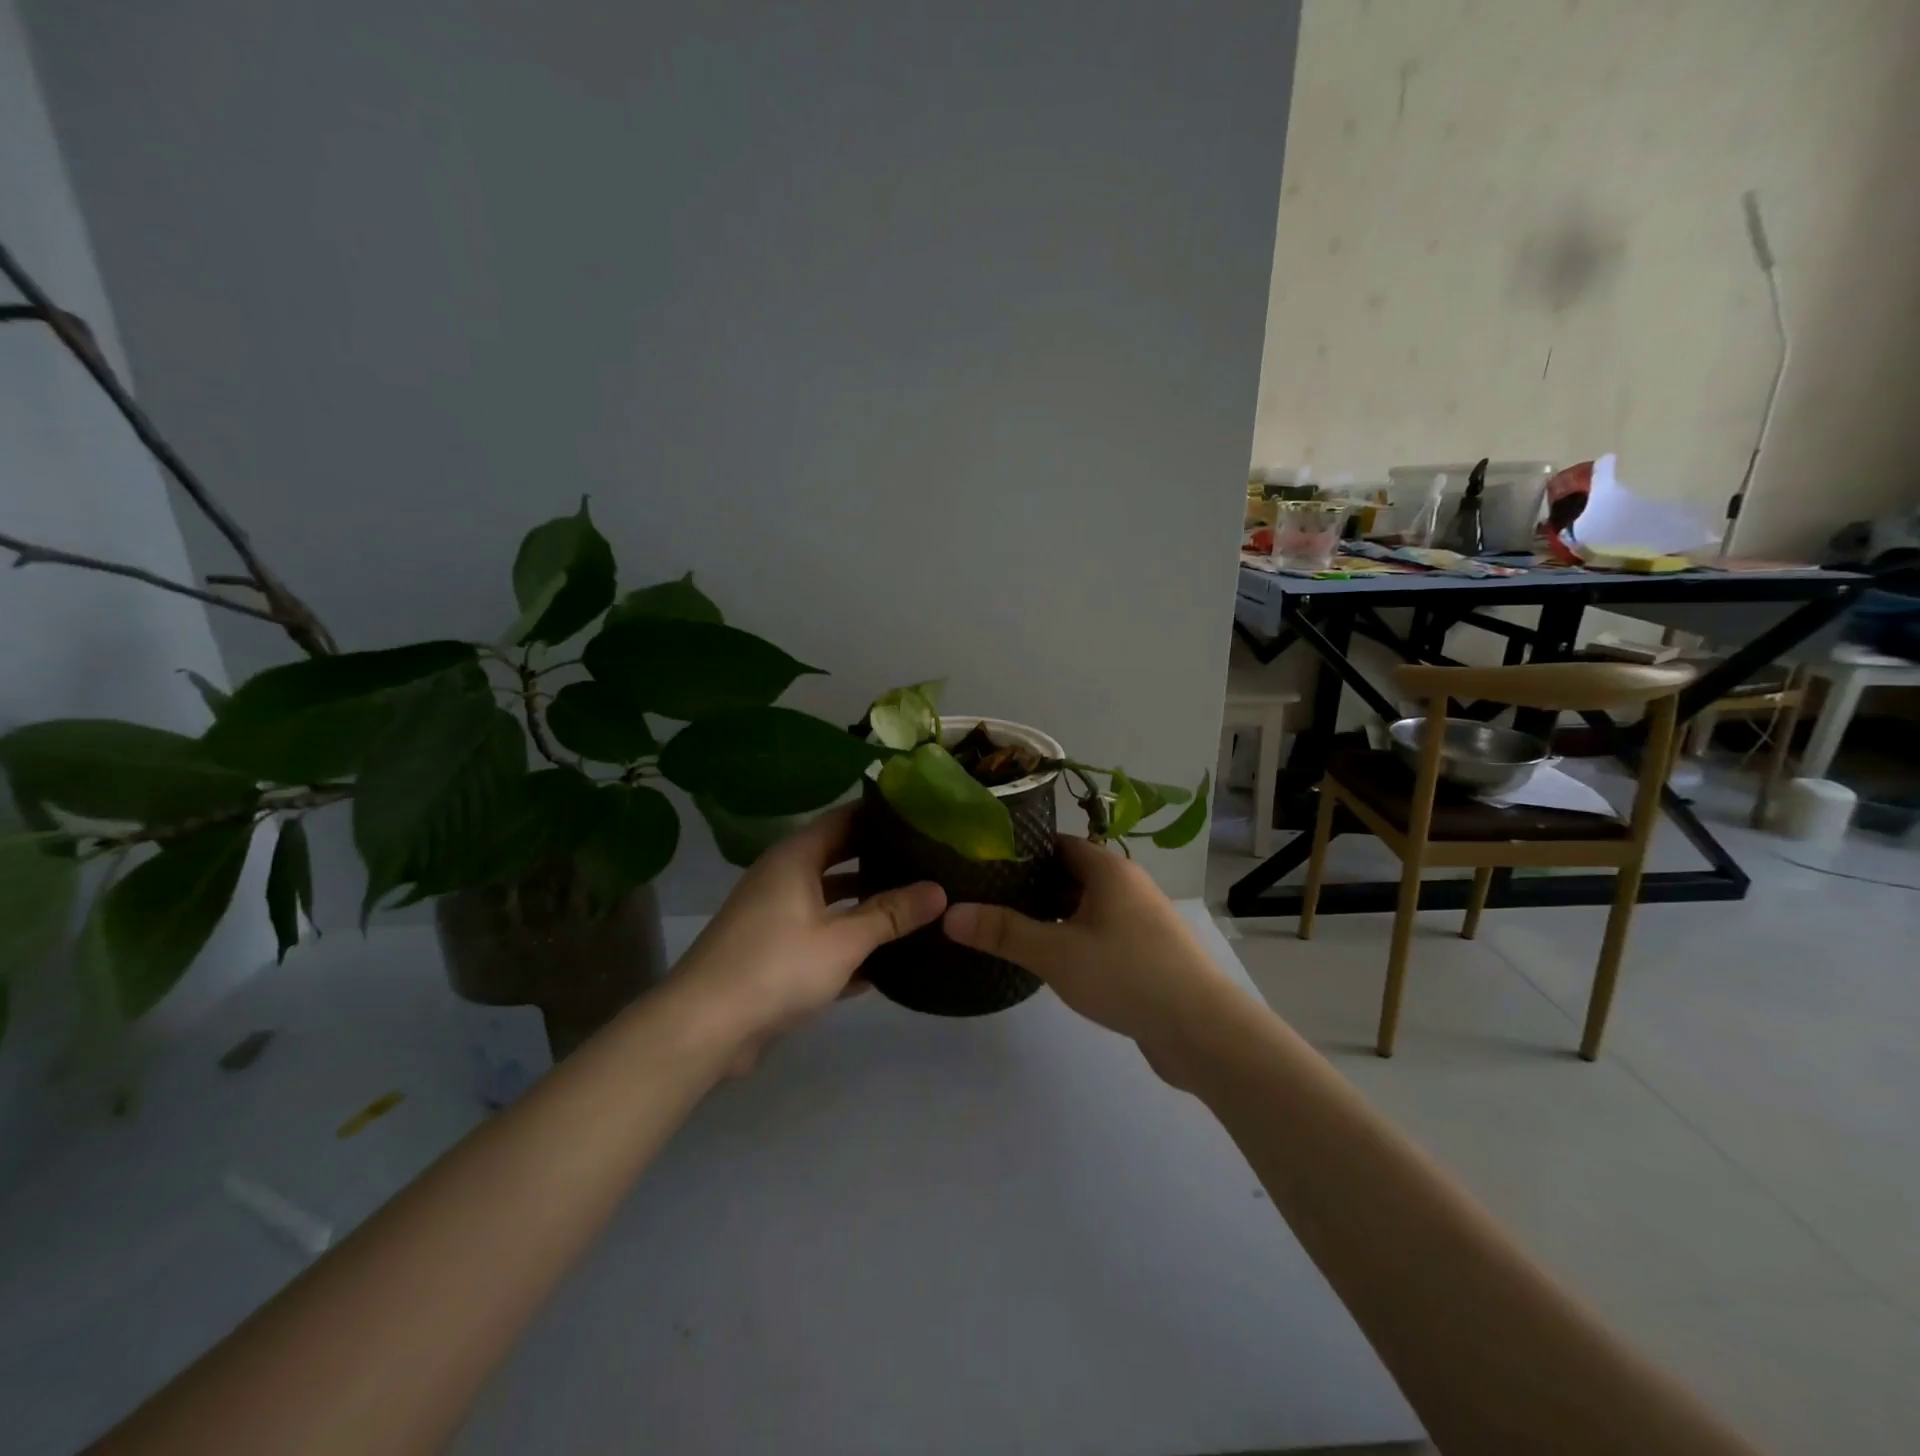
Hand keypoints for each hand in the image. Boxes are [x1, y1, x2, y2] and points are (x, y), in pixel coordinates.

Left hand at [673, 805, 945, 1064]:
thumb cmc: (776, 967)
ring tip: (915, 906)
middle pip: (839, 857)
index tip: (922, 815)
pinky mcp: (772, 952)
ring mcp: (775, 916)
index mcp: (796, 858)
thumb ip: (891, 914)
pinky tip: (884, 959)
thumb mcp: (843, 940)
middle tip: (928, 861)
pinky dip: (847, 941)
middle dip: (880, 861)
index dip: (881, 815)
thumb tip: (939, 890)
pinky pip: (819, 935)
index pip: (845, 819)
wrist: (703, 1028)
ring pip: (830, 900)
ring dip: (866, 905)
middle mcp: (783, 877)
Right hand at [941, 836, 1244, 1085]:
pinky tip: (1044, 959)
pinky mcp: (1143, 952)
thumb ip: (1002, 932)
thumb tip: (948, 914)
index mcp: (1108, 869)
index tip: (981, 862)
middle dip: (1028, 886)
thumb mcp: (1055, 952)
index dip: (1019, 850)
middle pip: (1068, 874)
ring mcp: (1138, 919)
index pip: (1056, 843)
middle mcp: (1125, 885)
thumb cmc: (1126, 974)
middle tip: (982, 898)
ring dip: (1049, 916)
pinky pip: (1097, 933)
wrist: (1202, 1030)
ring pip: (1082, 907)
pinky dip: (1070, 939)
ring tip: (1003, 927)